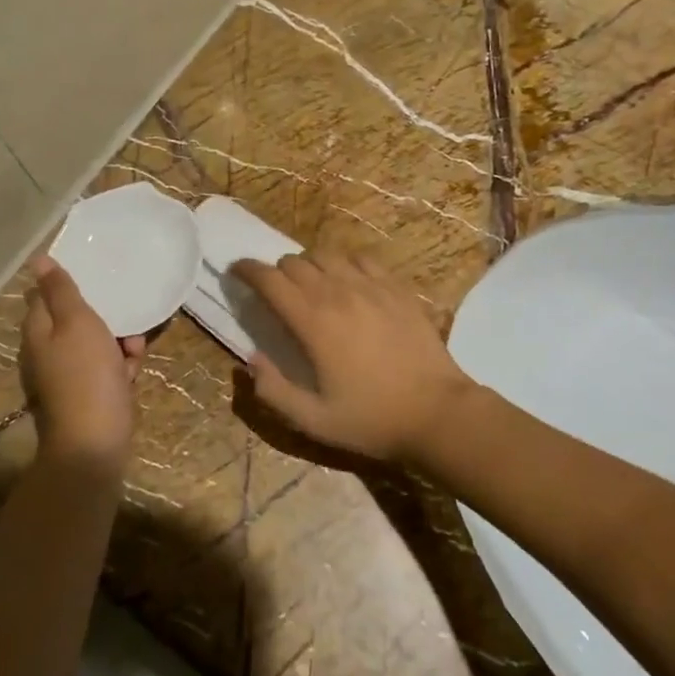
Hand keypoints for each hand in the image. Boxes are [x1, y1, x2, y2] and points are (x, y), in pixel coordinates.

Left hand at [19, 257, 143, 472]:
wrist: (95, 442)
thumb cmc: (86, 374)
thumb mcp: (76, 323)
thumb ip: (60, 291)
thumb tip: (37, 260)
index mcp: (39, 330)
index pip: (48, 295)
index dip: (71, 285)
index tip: (99, 276)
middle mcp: (48, 350)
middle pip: (78, 319)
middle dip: (107, 316)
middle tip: (125, 320)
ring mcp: (68, 374)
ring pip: (98, 343)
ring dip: (120, 342)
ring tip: (133, 351)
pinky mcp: (88, 393)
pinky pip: (107, 368)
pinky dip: (121, 367)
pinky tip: (132, 374)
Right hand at [231, 251, 477, 465]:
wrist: (438, 413)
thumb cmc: (372, 420)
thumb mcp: (313, 421)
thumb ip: (272, 390)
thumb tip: (250, 359)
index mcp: (313, 321)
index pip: (269, 279)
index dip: (247, 270)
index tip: (236, 272)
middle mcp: (338, 293)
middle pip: (295, 262)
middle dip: (276, 272)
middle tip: (275, 292)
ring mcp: (372, 287)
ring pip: (327, 255)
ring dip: (309, 265)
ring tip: (310, 285)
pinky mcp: (397, 289)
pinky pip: (363, 259)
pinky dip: (345, 263)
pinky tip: (348, 281)